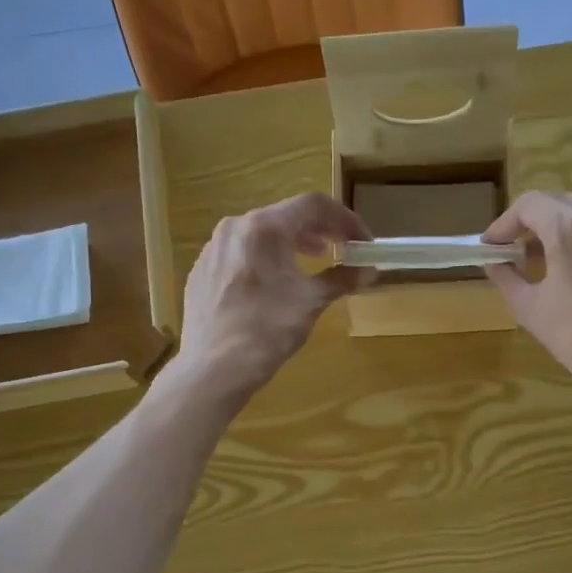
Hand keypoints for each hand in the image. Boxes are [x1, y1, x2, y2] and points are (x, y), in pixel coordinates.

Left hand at [171, 193, 372, 403]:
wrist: (215, 367)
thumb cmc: (268, 329)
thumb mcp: (312, 301)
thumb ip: (342, 278)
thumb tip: (369, 271)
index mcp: (265, 226)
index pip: (314, 205)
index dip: (346, 220)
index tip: (363, 242)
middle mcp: (236, 226)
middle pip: (286, 215)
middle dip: (320, 230)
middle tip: (343, 249)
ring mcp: (213, 248)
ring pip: (261, 233)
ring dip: (293, 243)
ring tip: (312, 261)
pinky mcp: (202, 270)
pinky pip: (241, 253)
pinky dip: (266, 258)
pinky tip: (274, 283)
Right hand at [483, 191, 571, 405]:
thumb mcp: (531, 310)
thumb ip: (507, 278)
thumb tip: (494, 263)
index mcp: (570, 227)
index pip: (528, 204)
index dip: (504, 223)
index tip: (493, 246)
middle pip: (558, 204)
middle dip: (532, 224)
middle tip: (516, 253)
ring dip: (561, 231)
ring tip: (548, 265)